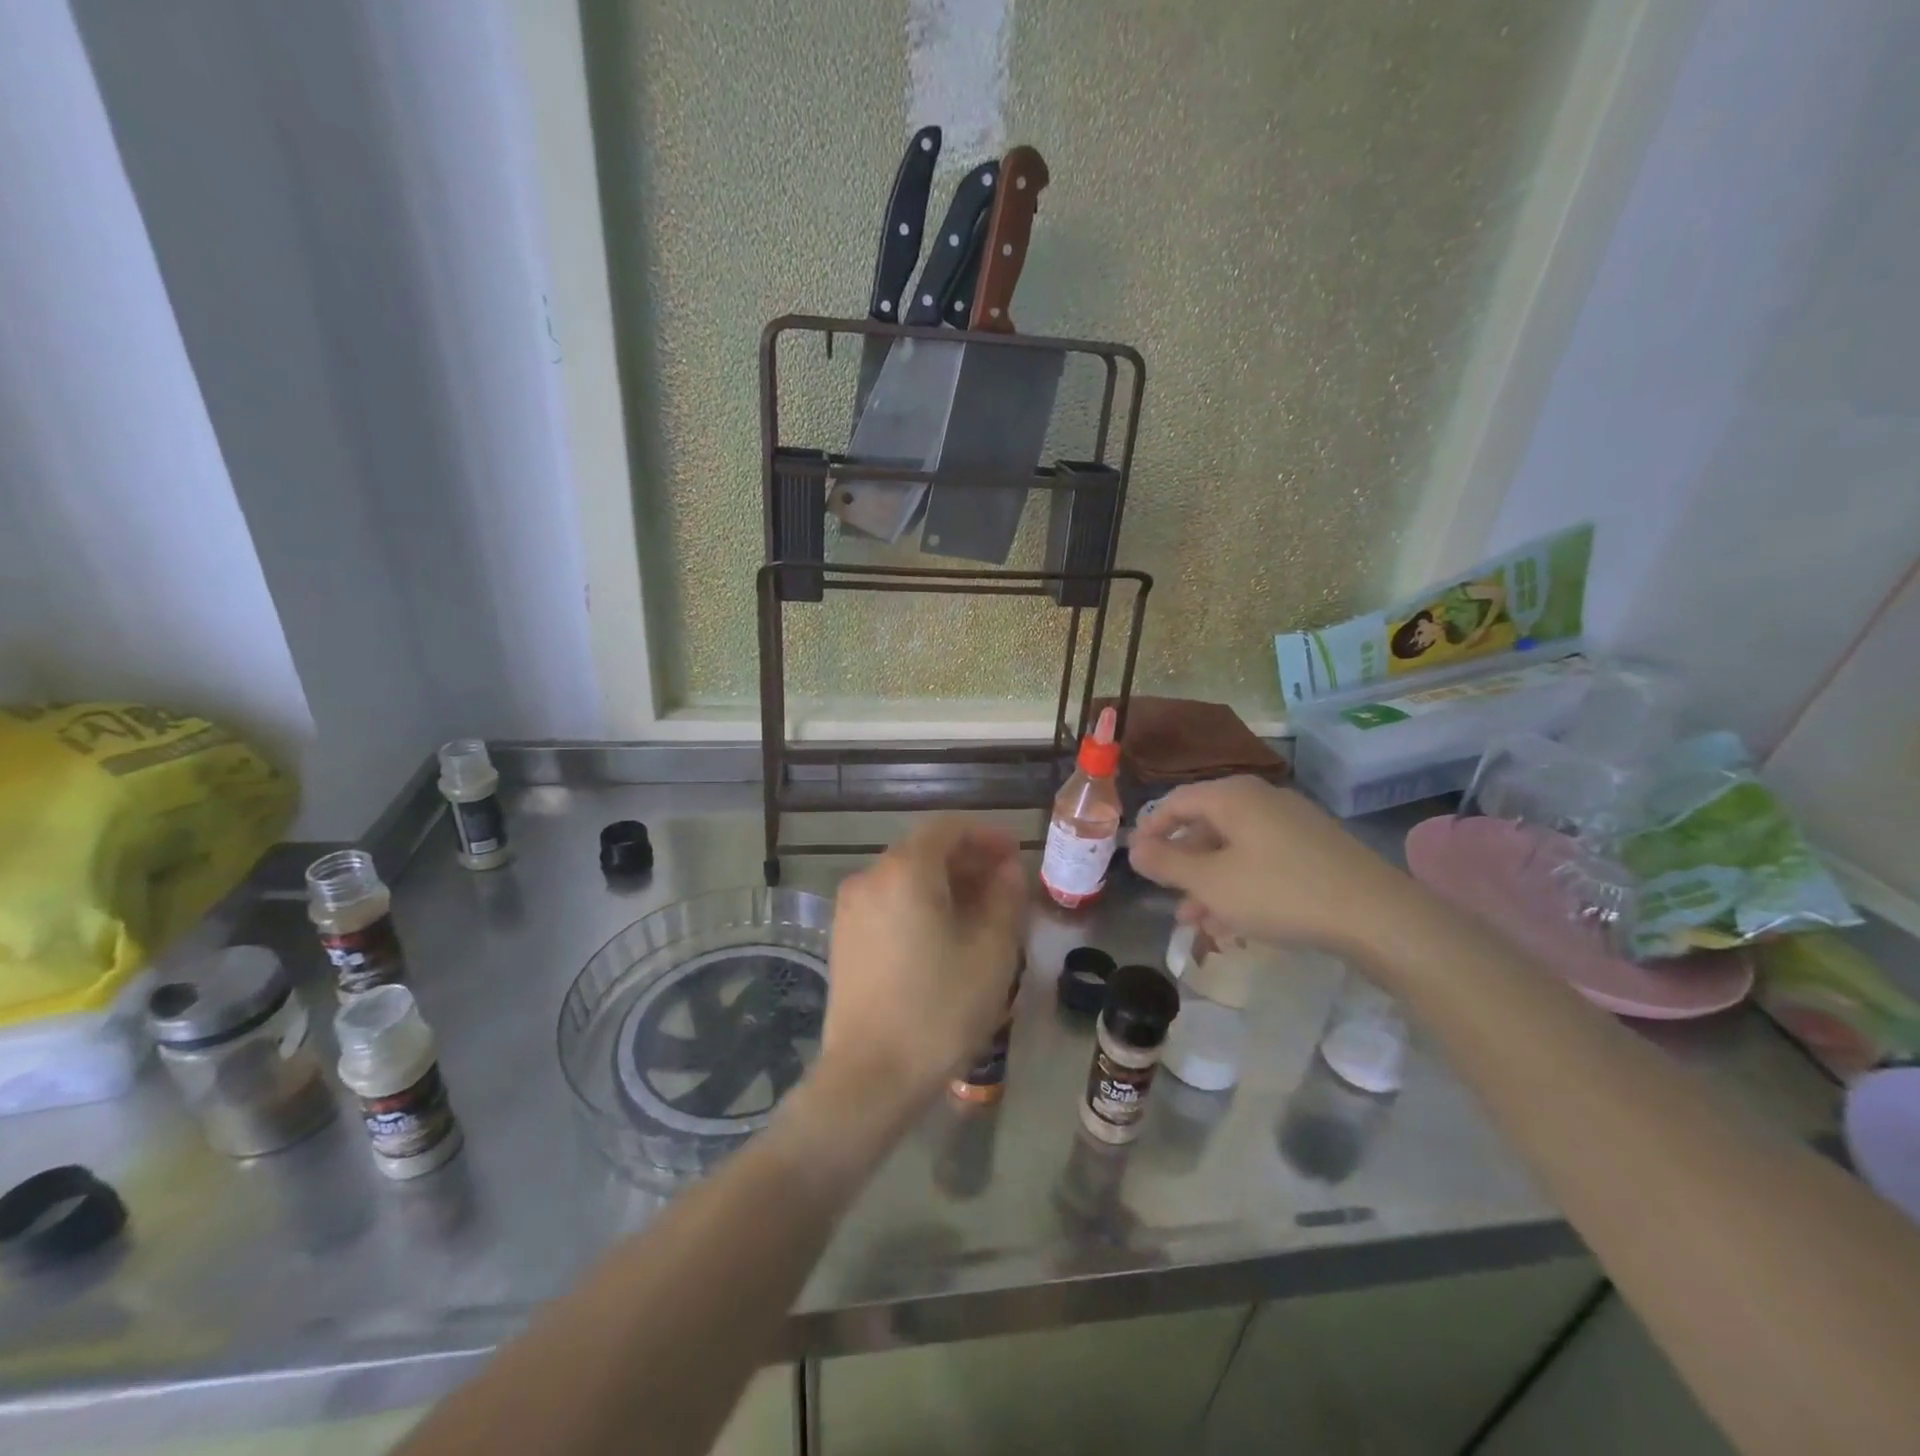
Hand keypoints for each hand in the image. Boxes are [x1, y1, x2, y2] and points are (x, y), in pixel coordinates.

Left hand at [813, 816, 1027, 1117]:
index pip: (948, 828)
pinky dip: (920, 903)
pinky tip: (944, 933)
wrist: (869, 1077)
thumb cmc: (940, 1009)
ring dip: (945, 883)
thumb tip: (1008, 869)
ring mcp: (850, 908)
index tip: (1015, 853)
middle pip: (924, 850)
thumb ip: (1005, 898)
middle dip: (967, 860)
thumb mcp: (991, 953)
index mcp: (905, 871)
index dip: (986, 835)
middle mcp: (870, 877)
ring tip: (981, 911)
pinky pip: (888, 902)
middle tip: (1005, 883)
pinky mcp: (843, 938)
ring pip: (905, 877)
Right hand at [1129, 777, 1406, 954]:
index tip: (1135, 860)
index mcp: (1232, 796)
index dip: (1151, 829)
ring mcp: (1292, 824)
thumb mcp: (1211, 882)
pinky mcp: (1315, 849)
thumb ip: (1167, 864)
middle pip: (1206, 825)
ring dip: (1209, 881)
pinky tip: (1235, 921)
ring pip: (1234, 848)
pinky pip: (1262, 860)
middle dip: (1182, 864)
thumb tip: (1134, 848)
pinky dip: (1240, 884)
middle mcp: (1261, 799)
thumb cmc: (1280, 892)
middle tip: (1166, 896)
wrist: (1377, 916)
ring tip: (1196, 921)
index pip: (1176, 801)